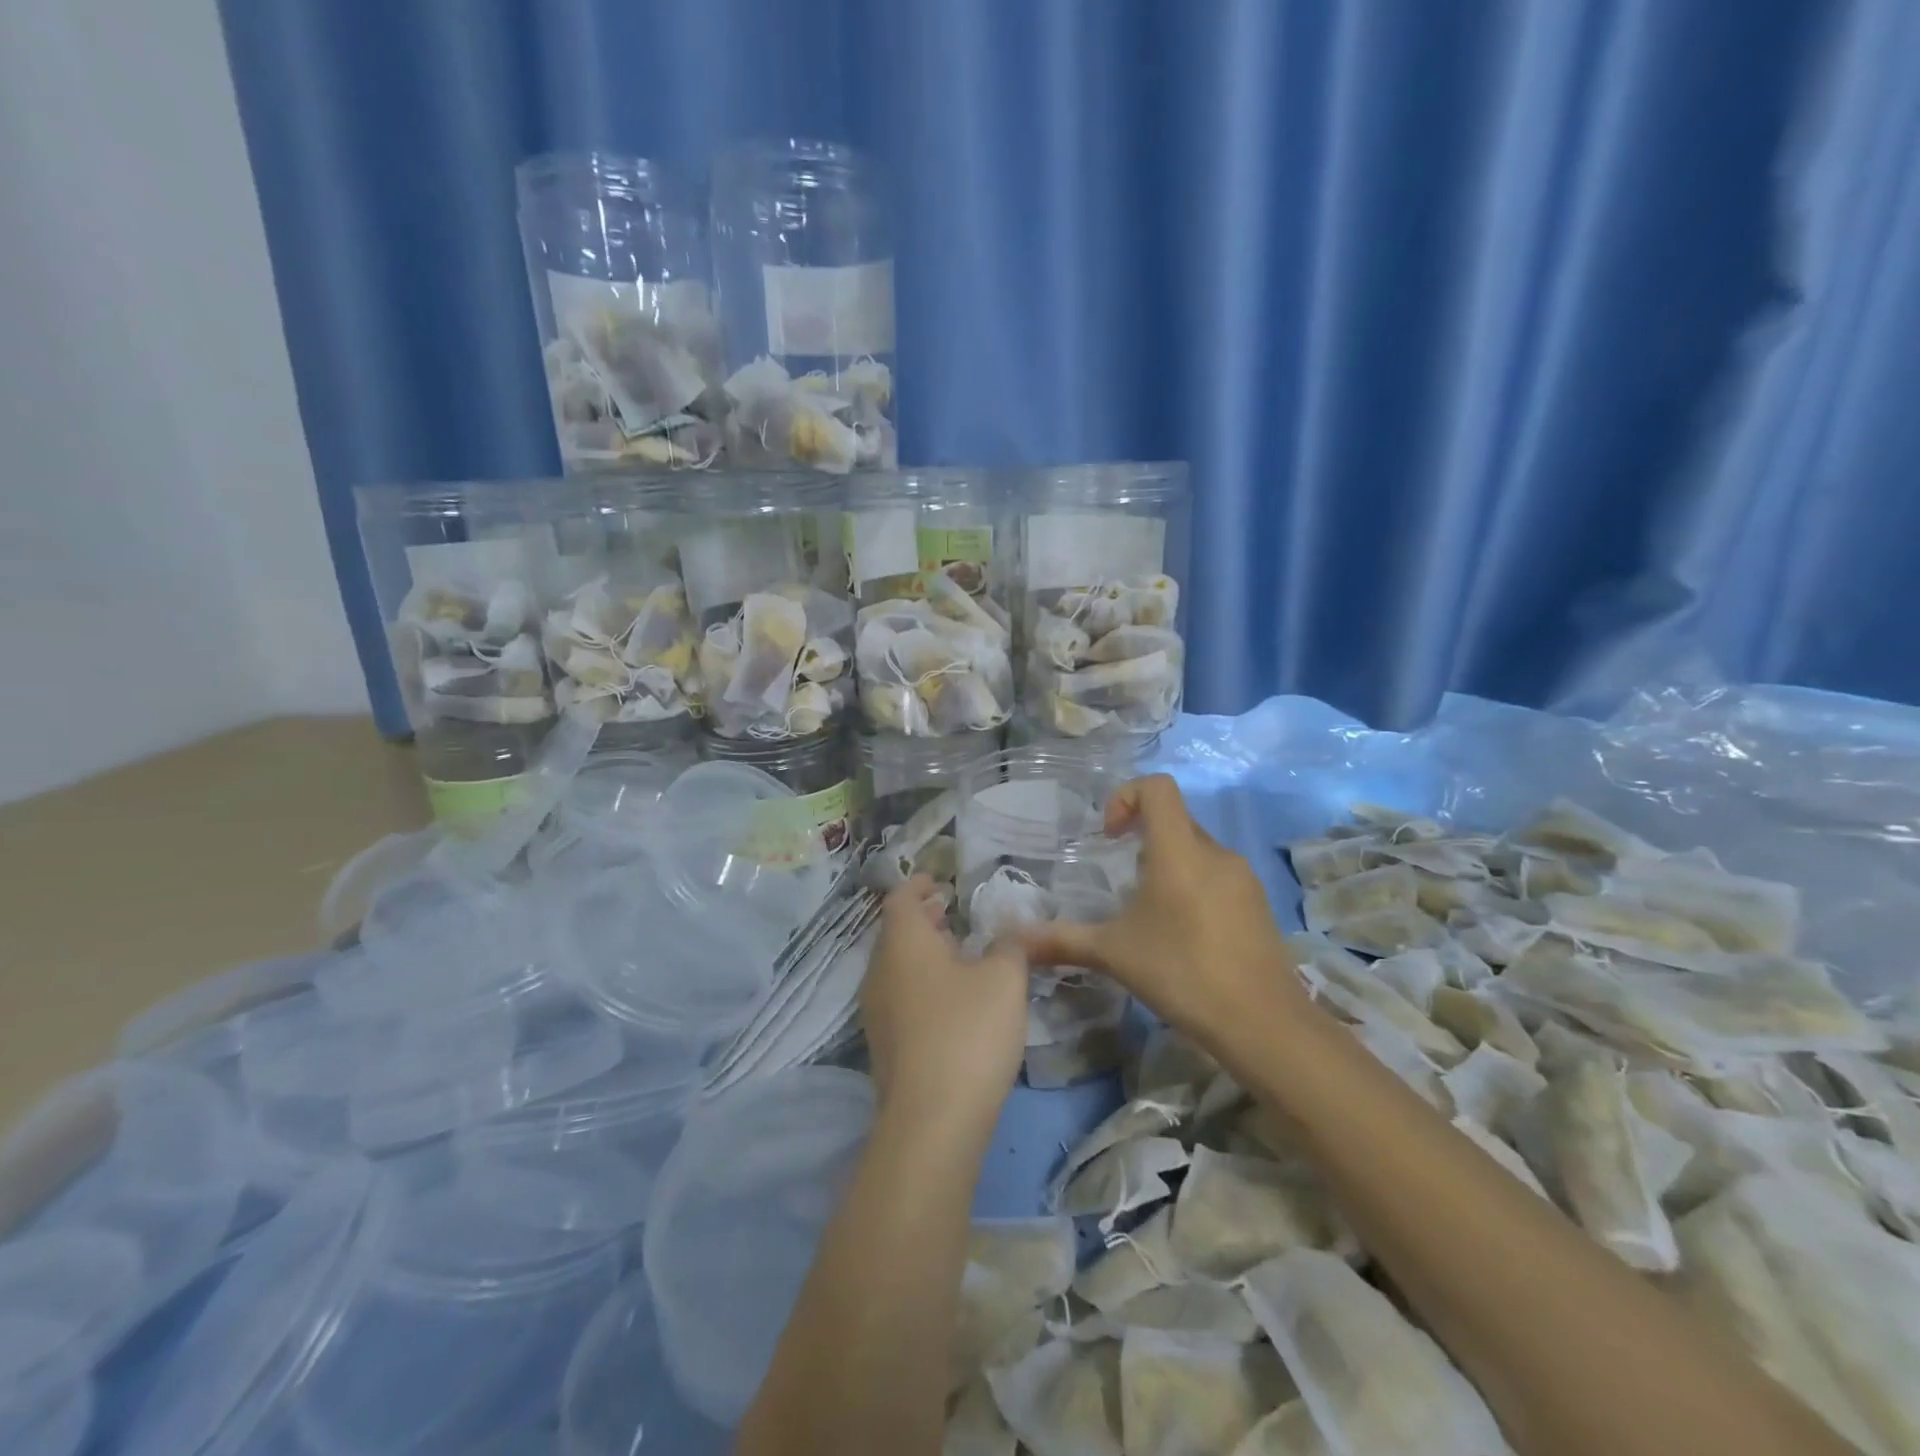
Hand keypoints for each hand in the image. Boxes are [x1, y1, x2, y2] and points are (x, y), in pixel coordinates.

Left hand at [861, 877, 1029, 1125]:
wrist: (932, 1122)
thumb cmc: (968, 1032)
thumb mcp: (1004, 979)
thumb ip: (1010, 945)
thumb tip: (1012, 927)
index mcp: (903, 943)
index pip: (900, 899)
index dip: (919, 885)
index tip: (938, 881)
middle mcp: (880, 971)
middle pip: (896, 933)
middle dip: (923, 919)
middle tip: (951, 912)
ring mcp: (877, 1012)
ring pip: (898, 967)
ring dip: (923, 954)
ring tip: (957, 953)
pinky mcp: (885, 1047)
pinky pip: (901, 998)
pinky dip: (922, 984)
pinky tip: (953, 1001)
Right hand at [1017, 775, 1307, 1047]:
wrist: (1263, 1023)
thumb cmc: (1182, 973)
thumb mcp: (1114, 954)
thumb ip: (1062, 940)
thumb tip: (1015, 940)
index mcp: (1179, 850)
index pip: (1158, 787)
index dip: (1126, 796)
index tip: (1109, 838)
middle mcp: (1215, 852)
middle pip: (1175, 818)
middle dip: (1142, 836)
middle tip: (1122, 880)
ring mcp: (1243, 877)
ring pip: (1197, 849)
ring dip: (1168, 864)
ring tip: (1150, 912)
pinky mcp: (1258, 902)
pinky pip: (1217, 875)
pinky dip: (1193, 885)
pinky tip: (1184, 934)